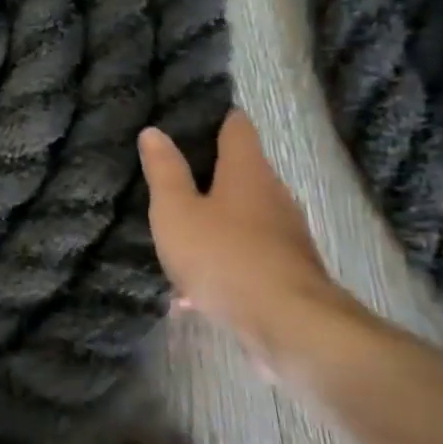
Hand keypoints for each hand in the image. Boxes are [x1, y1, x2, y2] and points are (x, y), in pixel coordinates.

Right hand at [138, 111, 353, 370]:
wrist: (289, 325)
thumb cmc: (224, 256)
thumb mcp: (176, 212)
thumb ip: (164, 172)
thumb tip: (154, 131)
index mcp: (247, 170)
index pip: (235, 126)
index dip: (213, 117)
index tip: (186, 118)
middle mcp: (273, 194)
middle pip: (240, 170)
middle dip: (207, 172)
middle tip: (168, 174)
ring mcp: (285, 234)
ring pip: (243, 215)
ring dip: (213, 219)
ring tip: (176, 230)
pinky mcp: (287, 270)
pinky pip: (246, 253)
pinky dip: (222, 257)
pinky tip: (193, 286)